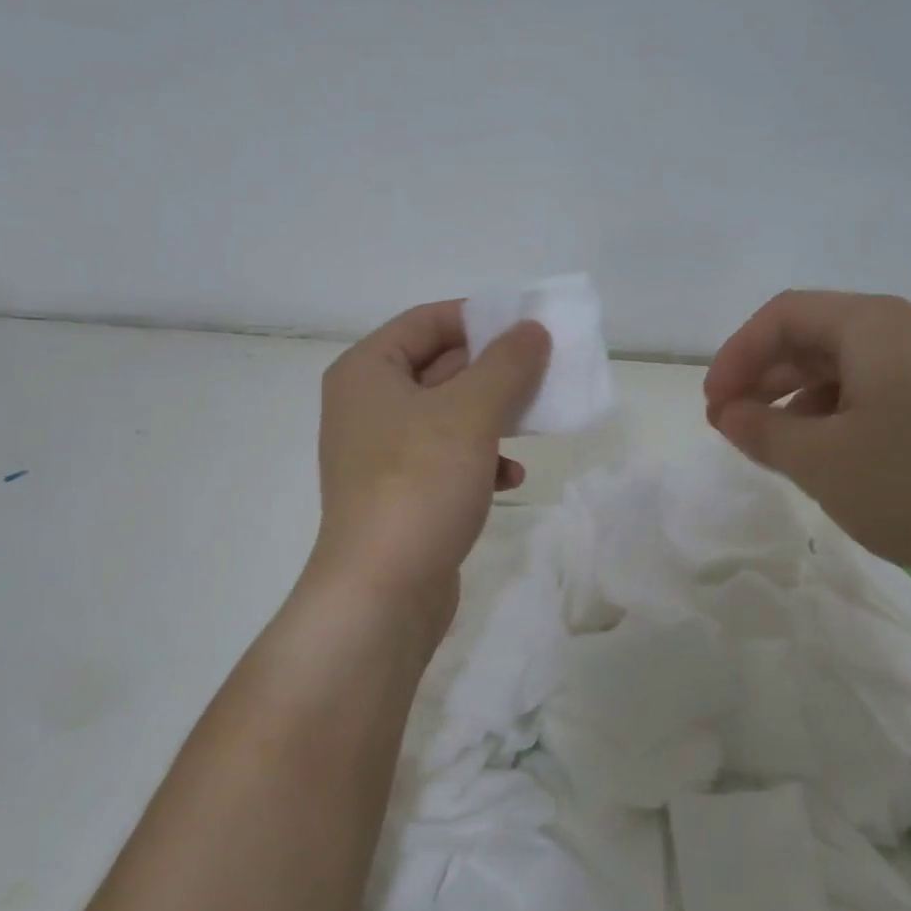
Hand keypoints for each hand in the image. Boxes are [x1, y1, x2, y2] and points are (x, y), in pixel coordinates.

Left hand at [308, 301, 550, 644]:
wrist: (381, 593)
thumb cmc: (419, 484)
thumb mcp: (470, 413)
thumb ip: (506, 364)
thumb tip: (532, 330)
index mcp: (367, 372)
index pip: (425, 321)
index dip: (477, 318)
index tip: (527, 326)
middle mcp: (367, 406)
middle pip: (439, 368)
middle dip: (493, 371)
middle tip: (543, 371)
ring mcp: (382, 454)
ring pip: (449, 417)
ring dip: (493, 417)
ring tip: (534, 422)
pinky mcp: (401, 495)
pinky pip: (446, 460)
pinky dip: (480, 461)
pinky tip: (511, 479)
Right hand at [704, 291, 910, 594]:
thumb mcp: (822, 462)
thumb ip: (762, 431)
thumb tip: (728, 413)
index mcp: (874, 327)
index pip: (783, 316)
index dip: (736, 355)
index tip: (714, 406)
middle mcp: (909, 334)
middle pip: (815, 336)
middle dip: (763, 376)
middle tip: (731, 425)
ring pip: (845, 368)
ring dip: (796, 399)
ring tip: (772, 445)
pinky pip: (878, 394)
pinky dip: (836, 416)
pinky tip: (829, 457)